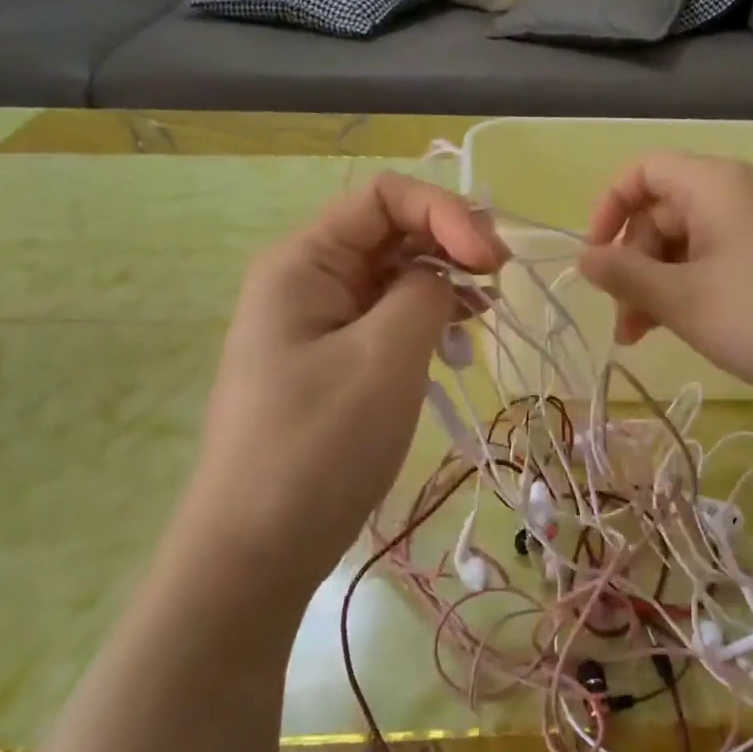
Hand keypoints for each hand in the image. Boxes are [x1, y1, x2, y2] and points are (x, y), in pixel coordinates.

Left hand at [170, 174, 506, 610]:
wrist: (254, 554)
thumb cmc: (317, 447)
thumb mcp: (385, 358)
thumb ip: (425, 292)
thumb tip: (442, 275)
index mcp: (304, 261)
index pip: (385, 197)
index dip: (446, 213)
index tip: (492, 261)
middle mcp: (308, 278)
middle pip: (390, 230)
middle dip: (450, 243)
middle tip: (499, 280)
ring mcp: (319, 320)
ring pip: (394, 274)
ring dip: (444, 281)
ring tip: (486, 312)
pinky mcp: (333, 358)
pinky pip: (387, 316)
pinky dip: (428, 317)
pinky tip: (460, 338)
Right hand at [577, 152, 752, 405]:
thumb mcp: (683, 299)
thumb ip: (624, 275)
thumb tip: (582, 258)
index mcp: (712, 183)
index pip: (642, 171)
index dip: (608, 208)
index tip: (595, 258)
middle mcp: (738, 190)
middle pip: (663, 209)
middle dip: (634, 261)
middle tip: (625, 321)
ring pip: (689, 238)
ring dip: (659, 281)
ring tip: (645, 335)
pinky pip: (719, 254)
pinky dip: (692, 283)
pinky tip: (686, 324)